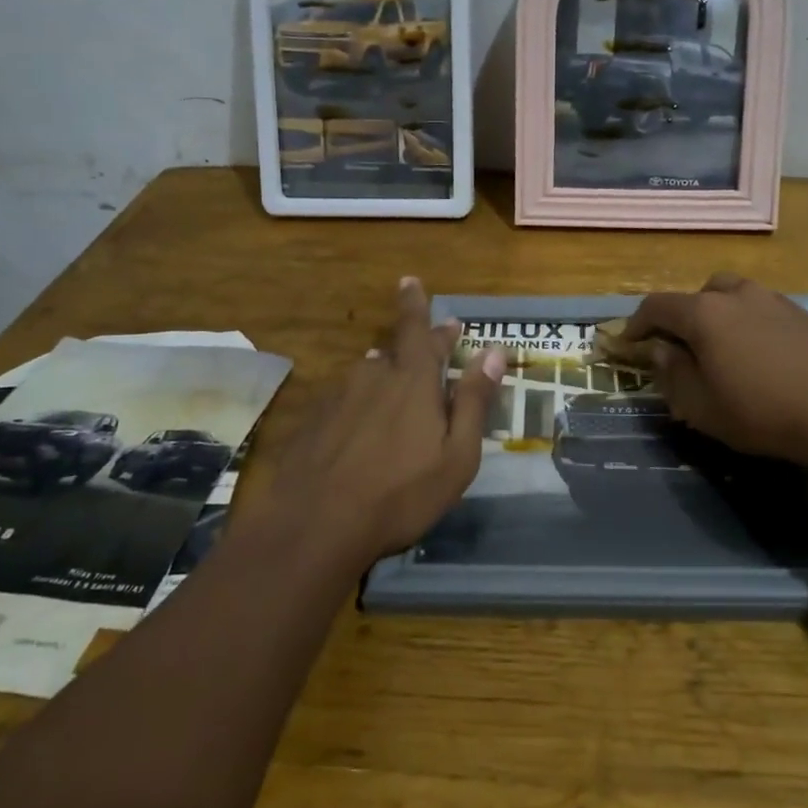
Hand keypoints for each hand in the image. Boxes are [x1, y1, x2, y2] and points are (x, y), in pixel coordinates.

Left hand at [263, 277, 504, 566]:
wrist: (315, 526)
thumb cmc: (401, 493)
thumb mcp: (457, 454)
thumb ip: (475, 400)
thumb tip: (494, 351)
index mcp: (412, 380)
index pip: (418, 329)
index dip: (417, 304)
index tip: (410, 281)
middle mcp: (372, 376)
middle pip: (397, 350)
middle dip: (417, 342)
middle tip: (434, 337)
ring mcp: (337, 397)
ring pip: (368, 374)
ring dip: (387, 373)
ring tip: (398, 384)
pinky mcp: (313, 421)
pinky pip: (345, 399)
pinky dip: (360, 402)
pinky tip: (360, 425)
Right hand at [626, 273, 807, 465]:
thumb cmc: (758, 412)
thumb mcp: (699, 405)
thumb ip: (671, 372)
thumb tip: (659, 350)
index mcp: (704, 313)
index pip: (657, 306)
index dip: (637, 324)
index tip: (629, 344)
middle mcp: (736, 295)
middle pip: (698, 294)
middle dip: (682, 316)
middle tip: (681, 347)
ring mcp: (773, 300)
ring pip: (733, 296)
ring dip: (718, 315)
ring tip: (722, 347)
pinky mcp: (801, 314)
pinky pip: (761, 309)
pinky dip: (748, 322)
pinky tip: (759, 354)